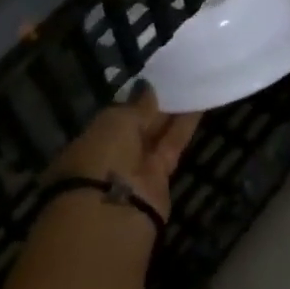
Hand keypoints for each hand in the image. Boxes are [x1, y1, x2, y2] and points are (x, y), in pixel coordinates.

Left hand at [50, 88, 200, 219]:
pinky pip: (172, 145)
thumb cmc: (101, 158)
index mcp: (90, 140)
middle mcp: (112, 154)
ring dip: (173, 113)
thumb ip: (136, 106)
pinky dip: (184, 127)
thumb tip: (147, 88)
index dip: (133, 100)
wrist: (114, 211)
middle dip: (154, 106)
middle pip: (138, 126)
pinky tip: (199, 106)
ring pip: (157, 135)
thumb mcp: (115, 122)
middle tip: (177, 77)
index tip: (153, 81)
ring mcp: (136, 168)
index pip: (115, 117)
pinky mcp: (161, 177)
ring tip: (192, 85)